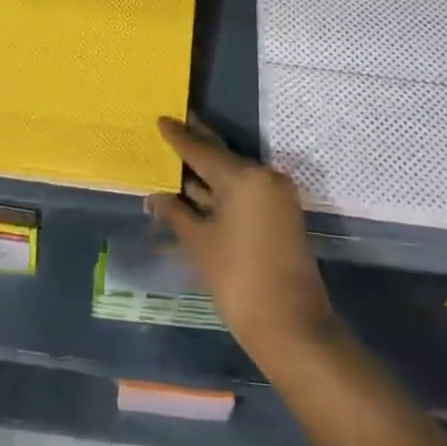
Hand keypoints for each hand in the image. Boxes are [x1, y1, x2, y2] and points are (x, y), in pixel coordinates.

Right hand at [146, 117, 335, 364]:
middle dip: (197, 144)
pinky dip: (222, 189)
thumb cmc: (238, 280)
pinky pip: (245, 190)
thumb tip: (155, 197)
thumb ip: (176, 214)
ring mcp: (275, 196)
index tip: (162, 118)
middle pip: (222, 156)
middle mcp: (264, 177)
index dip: (179, 137)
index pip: (202, 150)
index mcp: (244, 177)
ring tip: (179, 157)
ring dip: (207, 171)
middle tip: (175, 124)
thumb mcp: (199, 244)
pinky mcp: (280, 214)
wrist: (291, 327)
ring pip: (234, 174)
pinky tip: (199, 190)